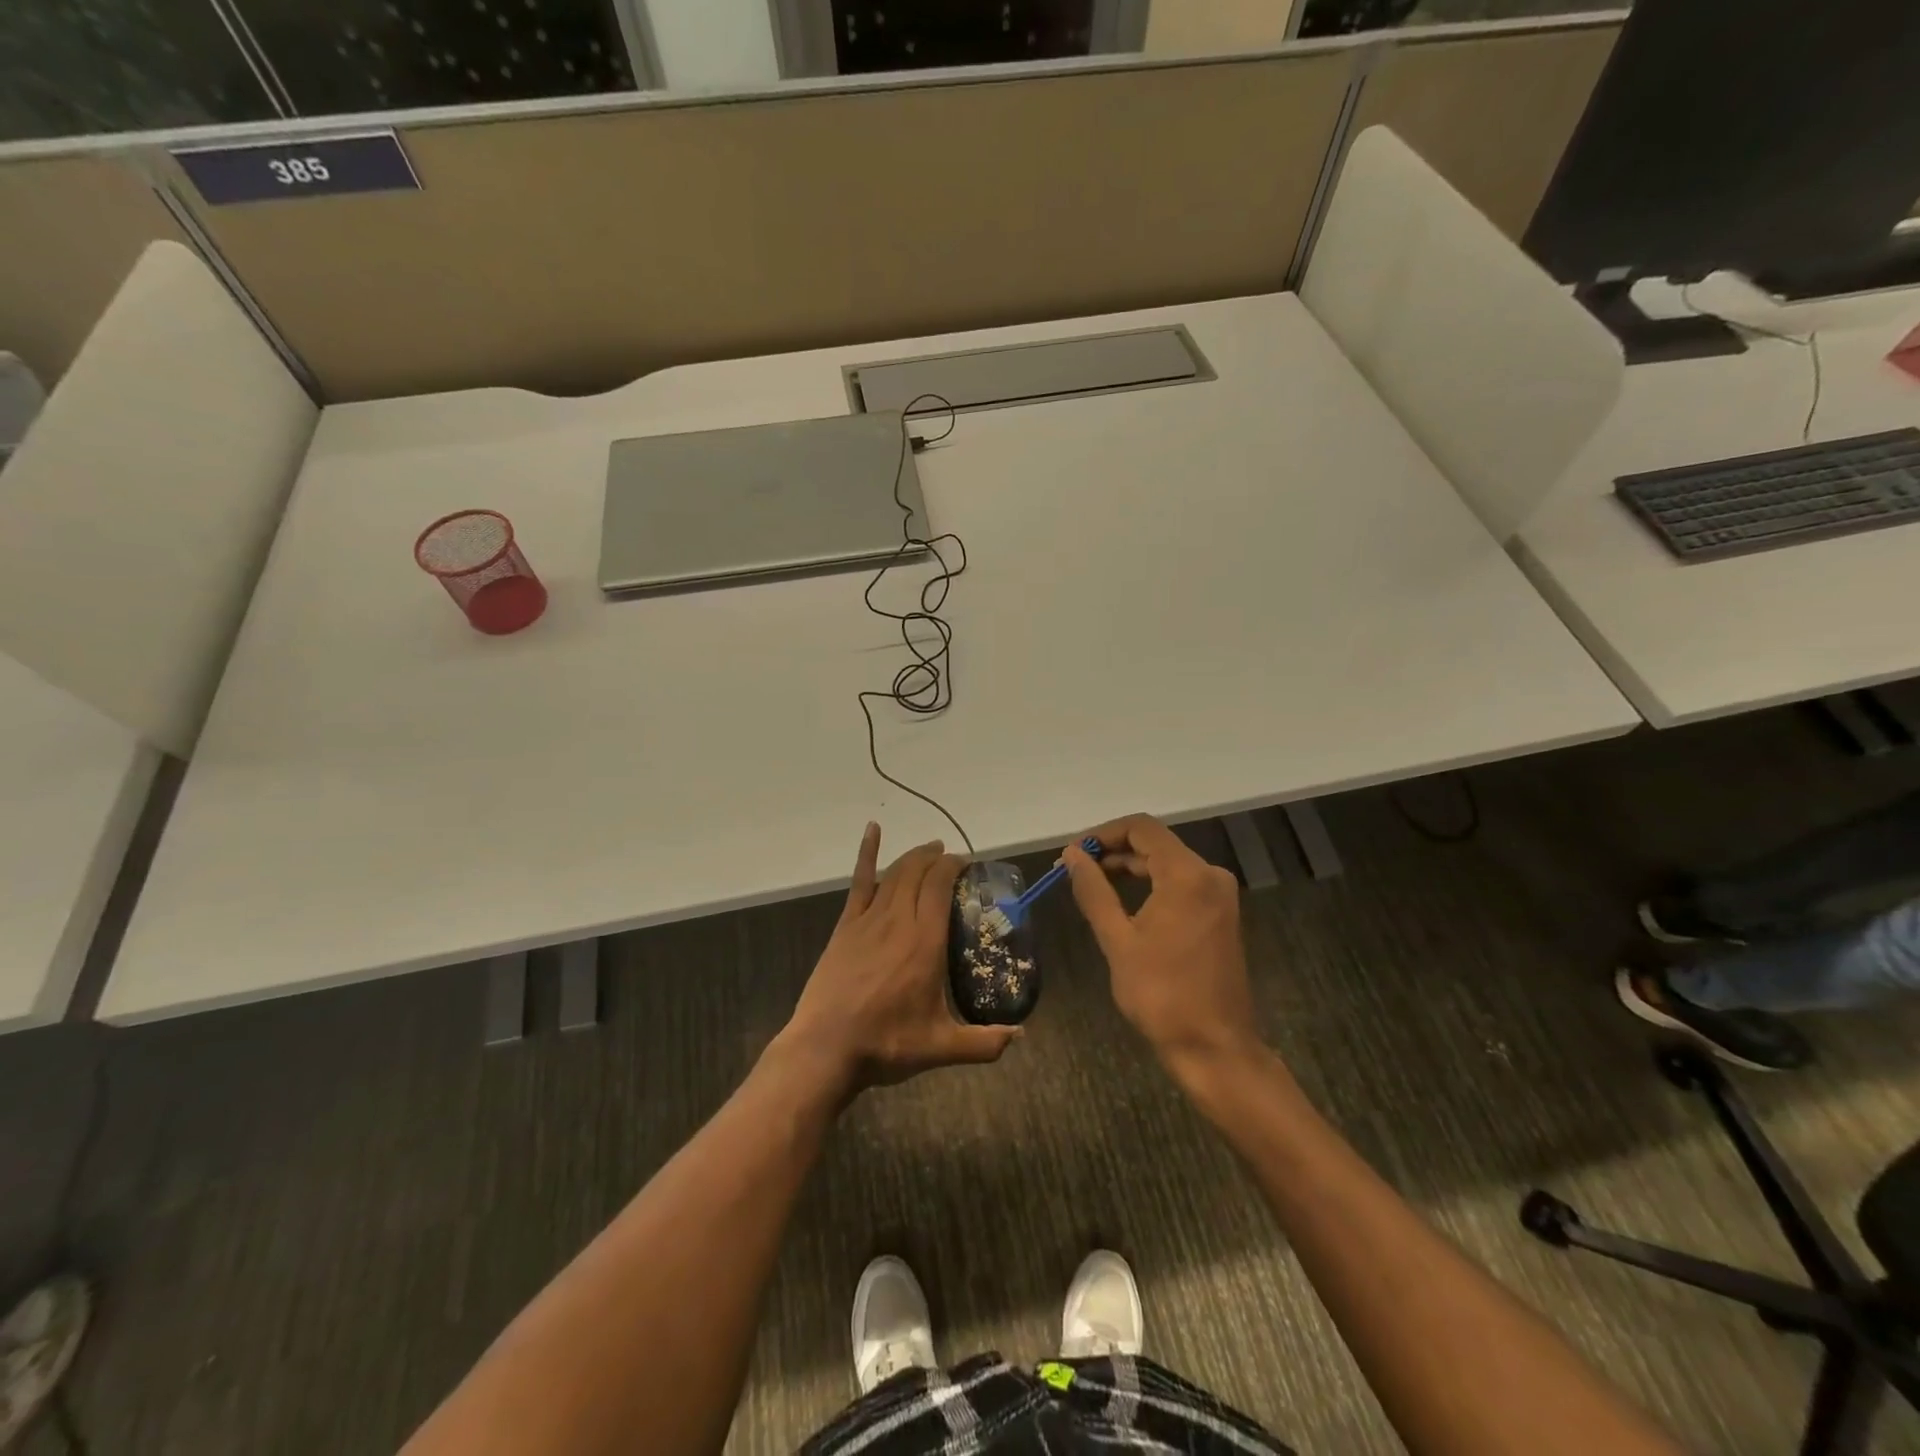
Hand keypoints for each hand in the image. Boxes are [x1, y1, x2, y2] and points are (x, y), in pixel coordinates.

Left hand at [778, 824, 1018, 1094]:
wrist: (826, 1049)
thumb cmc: (886, 1044)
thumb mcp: (942, 1048)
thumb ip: (985, 1042)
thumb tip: (1021, 1035)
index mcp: (925, 942)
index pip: (940, 886)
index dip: (954, 867)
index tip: (967, 865)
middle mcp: (898, 920)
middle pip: (919, 872)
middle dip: (937, 858)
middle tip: (952, 860)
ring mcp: (868, 920)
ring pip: (895, 873)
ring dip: (914, 857)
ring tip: (929, 850)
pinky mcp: (846, 926)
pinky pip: (860, 881)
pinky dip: (867, 853)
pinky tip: (873, 829)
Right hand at [1063, 814, 1259, 1072]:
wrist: (1214, 1046)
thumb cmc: (1162, 994)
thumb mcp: (1118, 940)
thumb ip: (1094, 891)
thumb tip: (1073, 855)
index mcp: (1187, 875)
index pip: (1141, 828)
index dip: (1103, 833)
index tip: (1073, 854)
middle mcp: (1209, 875)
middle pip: (1155, 842)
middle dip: (1113, 850)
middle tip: (1074, 869)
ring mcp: (1219, 894)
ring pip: (1167, 862)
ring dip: (1129, 866)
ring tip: (1090, 883)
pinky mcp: (1219, 913)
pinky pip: (1180, 882)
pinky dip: (1149, 883)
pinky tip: (1122, 900)